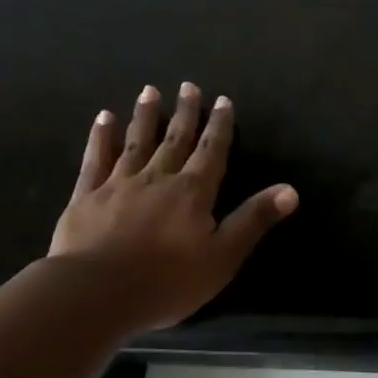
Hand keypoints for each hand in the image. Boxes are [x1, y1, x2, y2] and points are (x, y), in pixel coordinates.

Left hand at [49, 83, 297, 331]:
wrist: (97, 292)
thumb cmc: (167, 281)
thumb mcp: (223, 256)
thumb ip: (253, 220)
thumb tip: (290, 190)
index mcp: (193, 192)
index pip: (211, 151)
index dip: (219, 126)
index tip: (222, 100)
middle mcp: (158, 178)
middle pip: (175, 139)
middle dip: (185, 113)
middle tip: (188, 86)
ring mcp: (119, 184)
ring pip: (136, 142)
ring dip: (145, 116)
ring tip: (150, 91)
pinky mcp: (87, 196)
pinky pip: (96, 158)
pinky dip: (101, 137)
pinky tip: (104, 118)